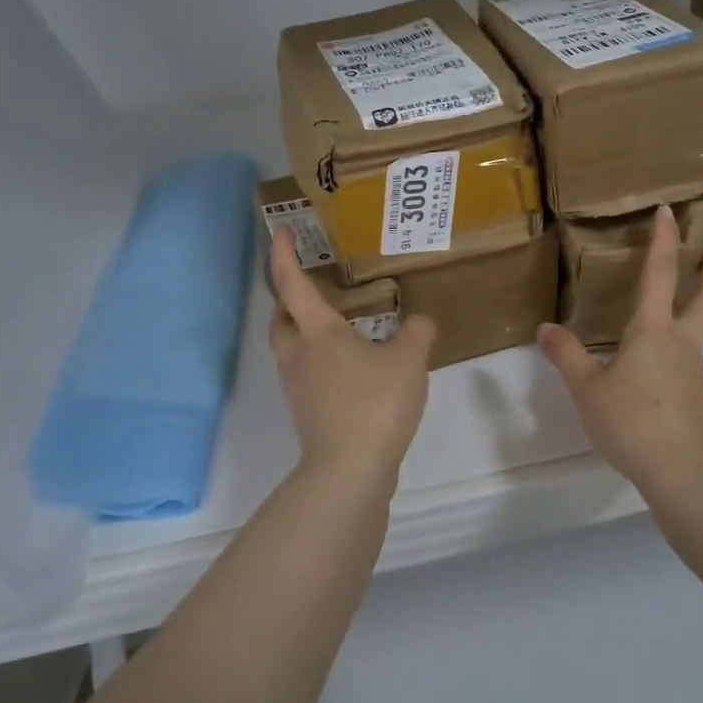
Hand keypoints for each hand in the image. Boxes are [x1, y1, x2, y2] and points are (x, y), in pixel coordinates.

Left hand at [268, 228, 435, 484]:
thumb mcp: (409, 360)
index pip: (291, 283)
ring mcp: (298, 387)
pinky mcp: (307, 412)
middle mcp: (298, 355)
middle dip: (288, 296)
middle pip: (281, 317)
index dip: (283, 255)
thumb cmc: (374, 403)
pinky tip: (349, 364)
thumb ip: (418, 333)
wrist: (349, 471)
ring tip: (333, 323)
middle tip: (308, 283)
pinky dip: (318, 357)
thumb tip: (422, 320)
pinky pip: (305, 372)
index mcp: (317, 332)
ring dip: (302, 329)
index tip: (281, 232)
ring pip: (290, 347)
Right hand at [538, 204, 702, 493]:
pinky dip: (681, 347)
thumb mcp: (587, 389)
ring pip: (699, 329)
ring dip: (699, 307)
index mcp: (652, 331)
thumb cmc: (630, 421)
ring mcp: (694, 370)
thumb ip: (567, 356)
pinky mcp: (698, 396)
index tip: (670, 210)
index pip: (658, 274)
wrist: (680, 472)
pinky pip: (689, 360)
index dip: (663, 240)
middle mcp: (680, 343)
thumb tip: (546, 328)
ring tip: (679, 307)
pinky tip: (661, 366)